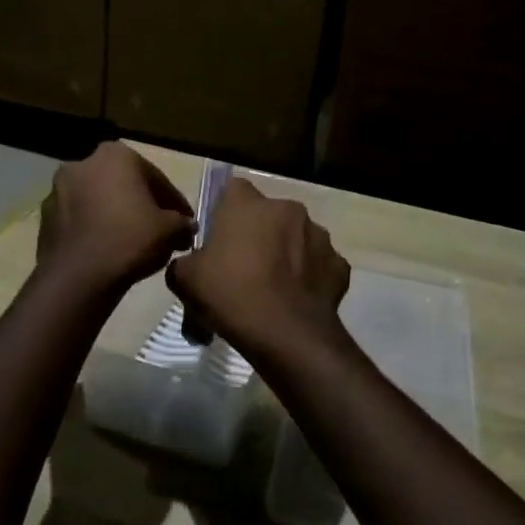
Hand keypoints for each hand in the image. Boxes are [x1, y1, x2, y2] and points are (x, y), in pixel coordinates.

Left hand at [36, 143, 194, 295]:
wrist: (78, 277)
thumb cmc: (129, 241)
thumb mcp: (171, 231)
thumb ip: (182, 223)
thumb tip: (186, 227)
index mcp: (116, 155)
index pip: (156, 179)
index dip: (174, 203)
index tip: (185, 223)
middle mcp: (83, 163)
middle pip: (124, 185)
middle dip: (142, 205)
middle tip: (160, 231)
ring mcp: (58, 189)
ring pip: (99, 201)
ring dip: (115, 216)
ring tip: (133, 244)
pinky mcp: (45, 217)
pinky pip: (79, 219)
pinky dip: (94, 229)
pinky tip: (108, 251)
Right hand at [167, 178, 350, 362]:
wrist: (286, 334)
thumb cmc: (230, 295)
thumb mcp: (185, 280)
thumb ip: (185, 262)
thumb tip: (192, 265)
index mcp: (247, 204)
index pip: (232, 190)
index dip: (224, 213)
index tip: (219, 239)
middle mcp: (287, 209)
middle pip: (268, 215)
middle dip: (259, 234)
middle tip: (244, 268)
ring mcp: (319, 236)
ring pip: (297, 238)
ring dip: (287, 254)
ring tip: (274, 289)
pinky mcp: (339, 265)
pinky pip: (319, 266)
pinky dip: (309, 278)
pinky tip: (296, 302)